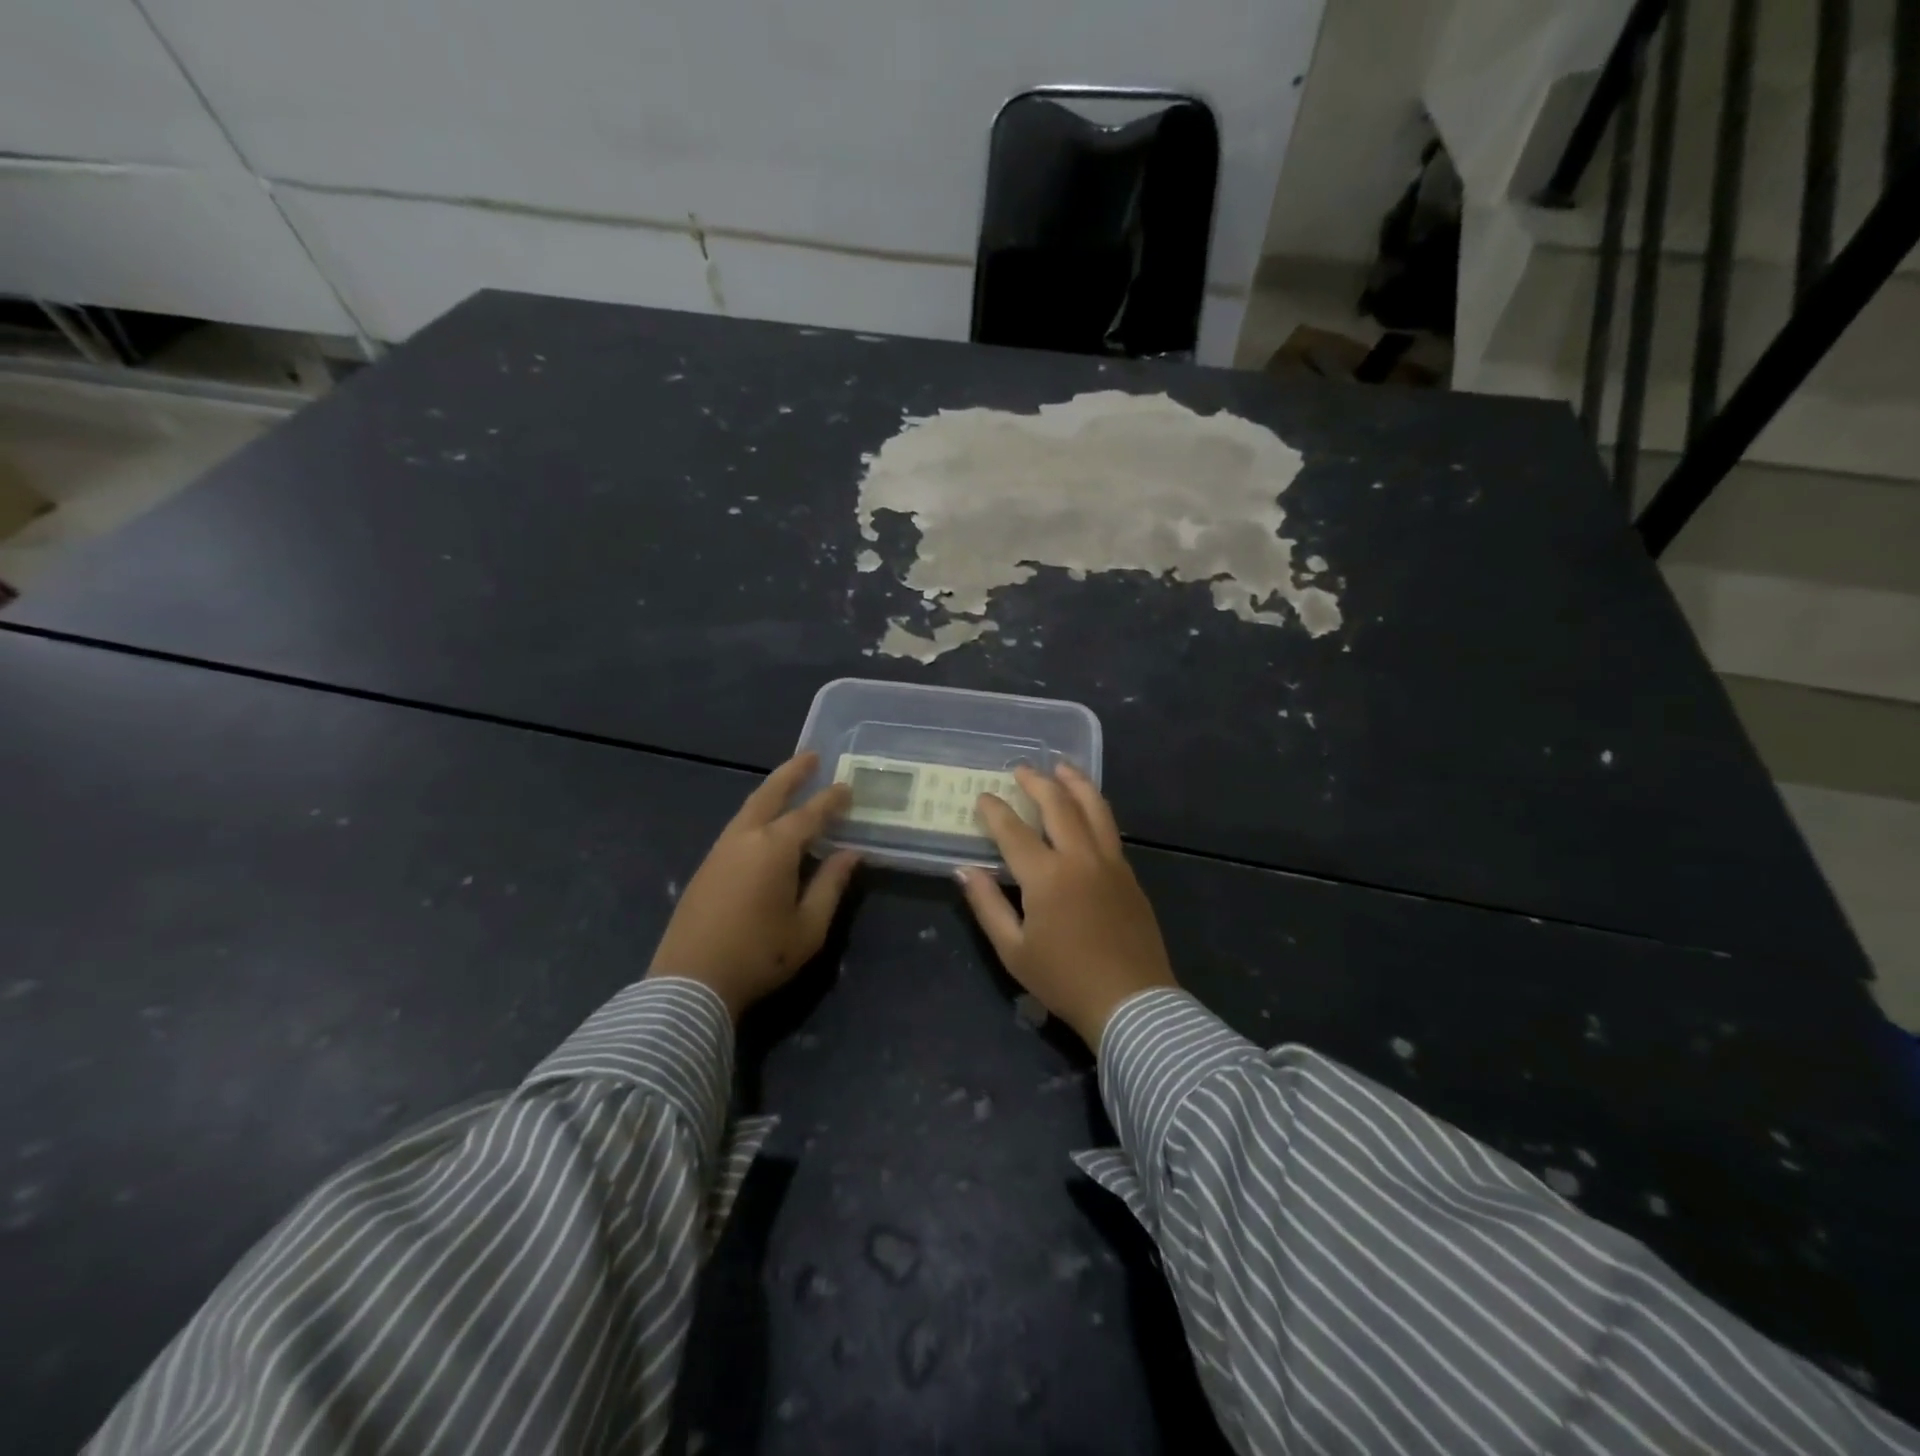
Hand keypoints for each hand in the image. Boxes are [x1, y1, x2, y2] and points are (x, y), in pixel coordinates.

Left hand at [649, 753, 859, 1019]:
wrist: (690, 983)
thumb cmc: (759, 956)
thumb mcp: (808, 927)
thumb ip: (831, 885)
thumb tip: (851, 854)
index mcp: (774, 849)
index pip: (810, 814)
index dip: (831, 800)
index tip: (848, 787)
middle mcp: (745, 839)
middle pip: (770, 794)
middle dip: (793, 773)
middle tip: (812, 756)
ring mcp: (720, 851)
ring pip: (750, 808)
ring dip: (772, 792)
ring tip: (791, 785)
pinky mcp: (706, 867)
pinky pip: (739, 827)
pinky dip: (758, 814)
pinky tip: (766, 825)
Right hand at [956, 762, 1175, 1050]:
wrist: (1131, 1002)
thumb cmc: (1064, 980)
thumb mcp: (1013, 950)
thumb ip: (987, 905)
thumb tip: (964, 870)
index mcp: (1046, 877)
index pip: (1013, 831)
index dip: (995, 811)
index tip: (983, 797)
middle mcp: (1079, 858)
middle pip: (1058, 805)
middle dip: (1037, 782)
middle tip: (1021, 769)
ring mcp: (1110, 862)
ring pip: (1093, 807)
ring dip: (1075, 782)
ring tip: (1062, 766)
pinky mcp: (1128, 873)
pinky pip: (1109, 827)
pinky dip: (1095, 806)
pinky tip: (1087, 806)